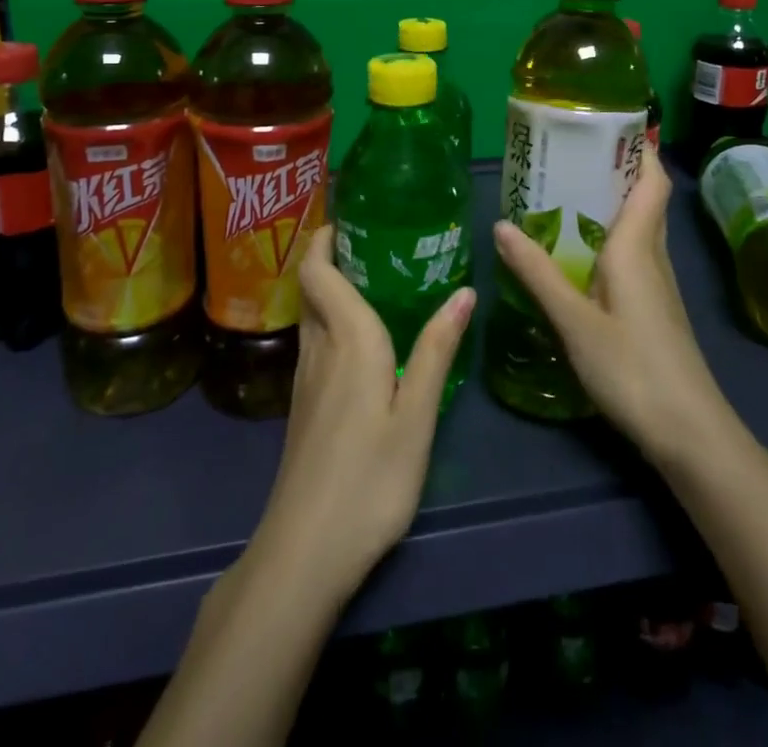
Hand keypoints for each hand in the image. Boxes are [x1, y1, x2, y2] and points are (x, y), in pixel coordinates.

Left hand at [248, 226, 475, 603]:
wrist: (304, 552)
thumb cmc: (369, 479)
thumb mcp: (416, 417)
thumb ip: (436, 351)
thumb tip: (463, 291)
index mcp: (347, 340)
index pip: (320, 271)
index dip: (324, 238)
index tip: (349, 215)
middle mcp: (319, 349)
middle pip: (313, 288)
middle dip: (331, 256)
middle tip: (374, 240)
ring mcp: (305, 380)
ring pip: (312, 315)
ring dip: (331, 287)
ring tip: (374, 278)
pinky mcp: (304, 407)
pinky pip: (315, 342)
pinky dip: (332, 320)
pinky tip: (362, 339)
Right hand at [493, 145, 735, 467]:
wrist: (690, 433)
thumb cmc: (633, 368)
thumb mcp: (574, 321)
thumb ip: (537, 273)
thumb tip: (501, 225)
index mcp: (638, 245)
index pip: (652, 179)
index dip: (639, 147)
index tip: (607, 122)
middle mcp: (653, 254)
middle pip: (644, 197)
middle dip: (613, 169)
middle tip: (566, 153)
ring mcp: (656, 282)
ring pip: (638, 226)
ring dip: (609, 203)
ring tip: (562, 192)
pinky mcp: (652, 306)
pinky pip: (632, 253)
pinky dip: (608, 237)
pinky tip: (577, 252)